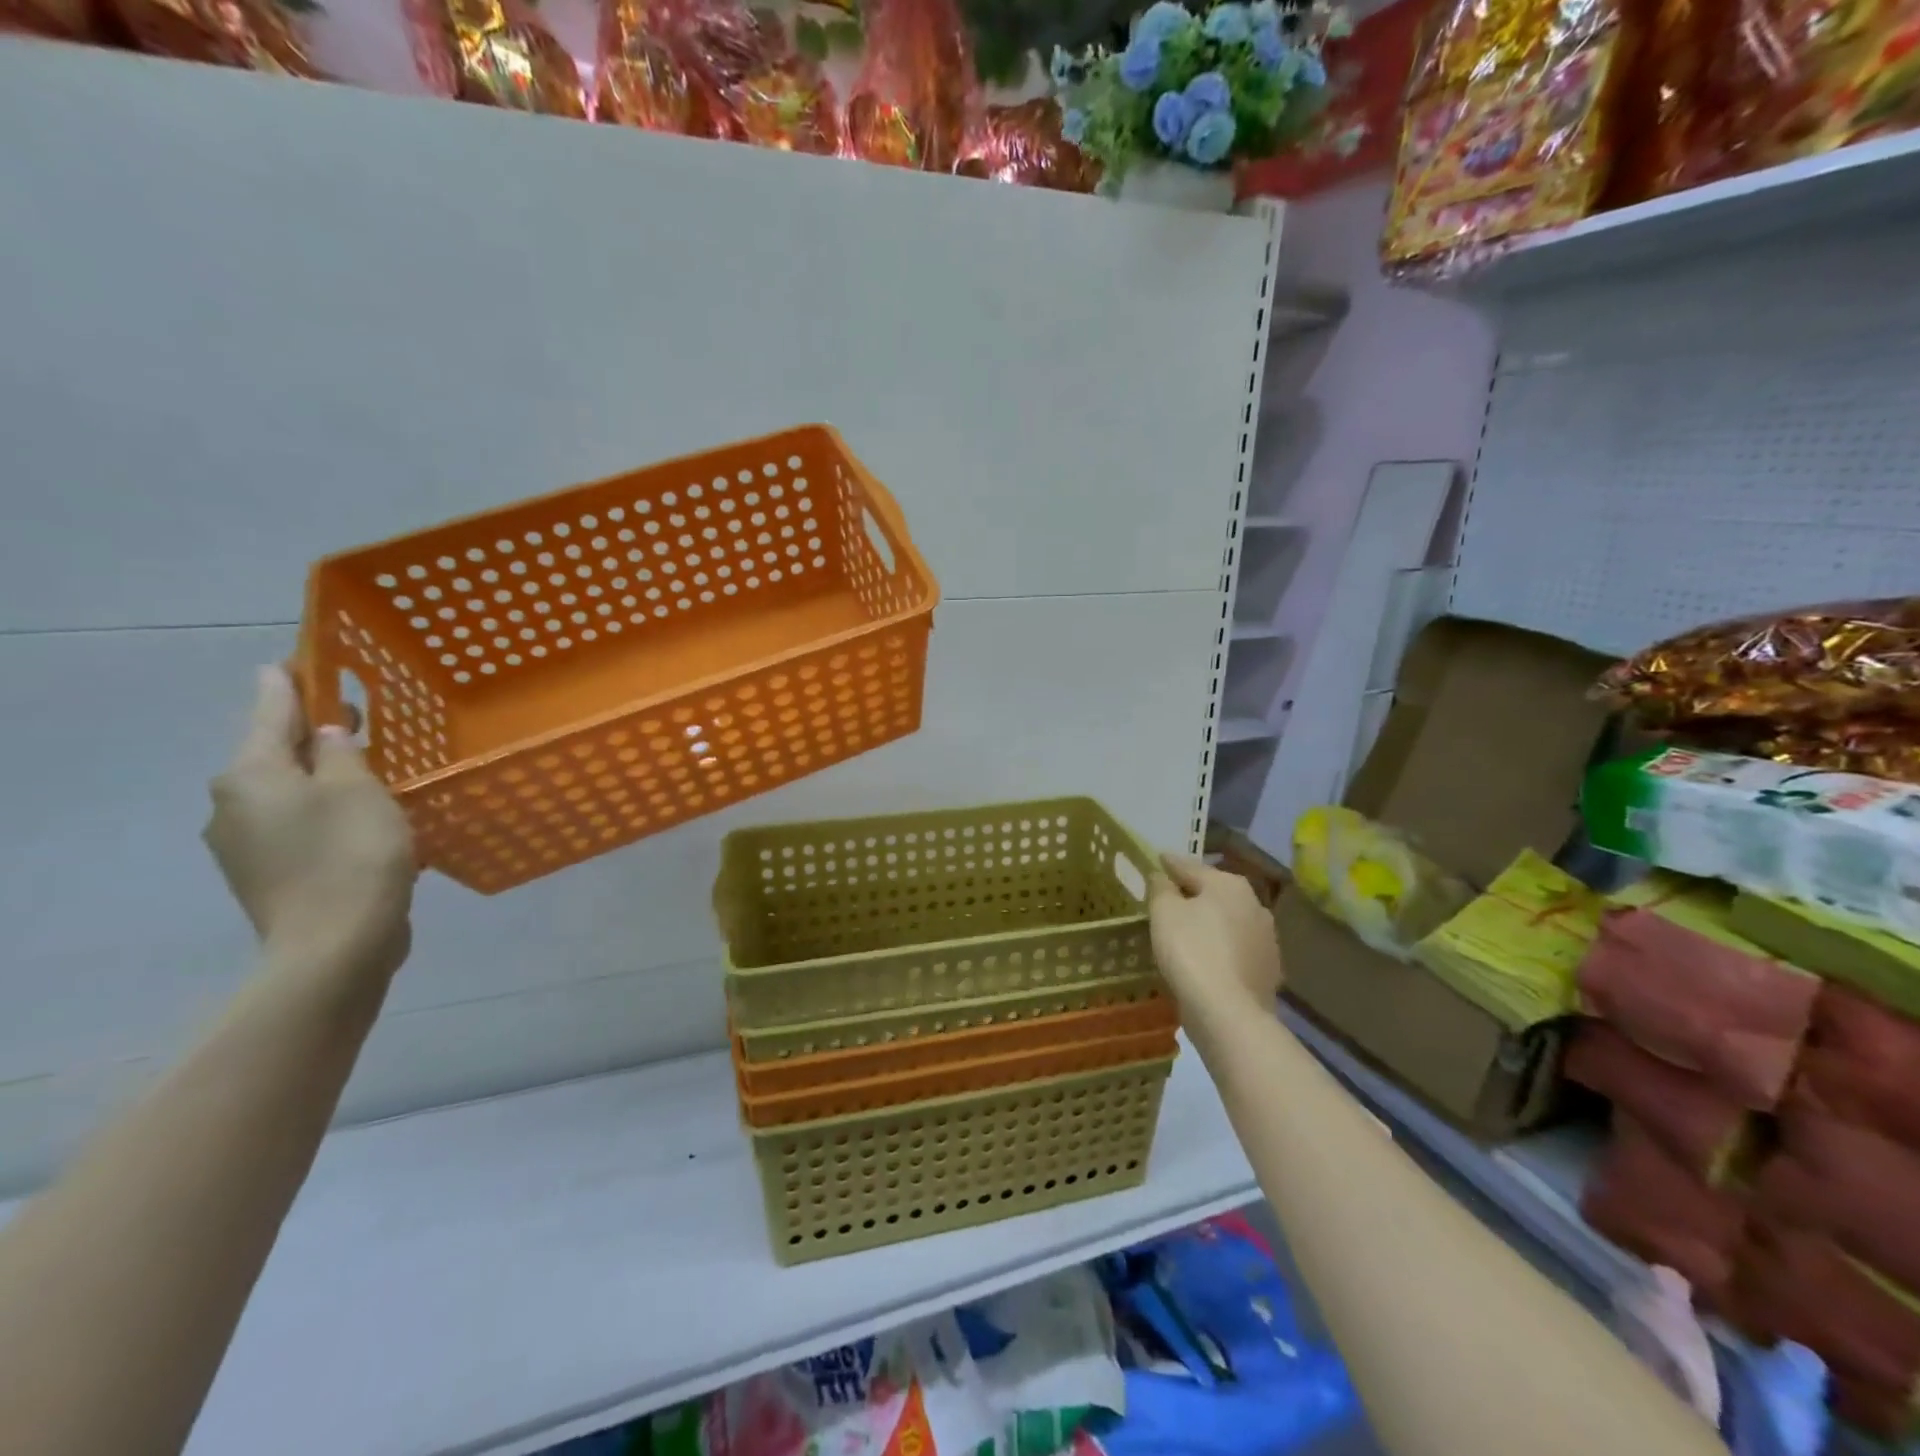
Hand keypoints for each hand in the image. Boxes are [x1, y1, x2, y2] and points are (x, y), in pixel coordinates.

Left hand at [204, 666, 417, 982]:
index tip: (301, 659)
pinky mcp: (268, 875)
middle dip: (313, 733)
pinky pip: (297, 825)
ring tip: (370, 770)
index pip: (269, 710)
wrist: (336, 944)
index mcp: (250, 775)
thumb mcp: (359, 789)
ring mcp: (244, 845)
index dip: (290, 682)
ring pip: (288, 792)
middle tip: (356, 716)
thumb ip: (340, 752)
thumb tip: (324, 733)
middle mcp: (232, 804)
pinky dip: (326, 811)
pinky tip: (363, 818)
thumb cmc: (352, 854)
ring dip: (323, 776)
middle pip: (275, 753)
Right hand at [1148, 852, 1282, 1019]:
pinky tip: (1206, 959)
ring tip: (1186, 931)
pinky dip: (1221, 949)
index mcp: (1230, 885)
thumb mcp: (1164, 912)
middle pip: (1214, 894)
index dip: (1170, 864)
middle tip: (1169, 898)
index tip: (1158, 860)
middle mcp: (1255, 905)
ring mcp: (1266, 939)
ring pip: (1229, 922)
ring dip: (1210, 923)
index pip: (1191, 867)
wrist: (1229, 1012)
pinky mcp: (1268, 970)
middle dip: (1193, 894)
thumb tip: (1163, 877)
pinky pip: (1236, 950)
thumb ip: (1162, 888)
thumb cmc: (1191, 951)